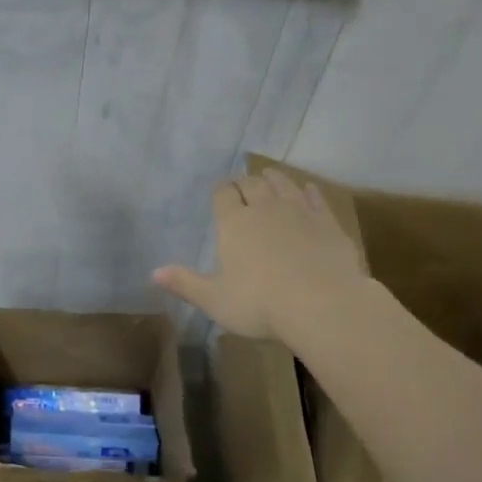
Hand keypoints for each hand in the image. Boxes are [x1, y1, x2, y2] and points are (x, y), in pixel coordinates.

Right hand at [152, 169, 369, 340]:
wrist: (324, 305)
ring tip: (269, 176)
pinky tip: (308, 190)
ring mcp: (299, 212)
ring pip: (283, 184)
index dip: (221, 190)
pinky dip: (308, 191)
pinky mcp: (328, 222)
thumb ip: (185, 284)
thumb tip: (153, 273)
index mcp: (234, 223)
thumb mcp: (215, 300)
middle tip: (243, 185)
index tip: (221, 191)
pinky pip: (316, 198)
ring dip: (274, 179)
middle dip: (245, 182)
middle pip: (253, 184)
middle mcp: (265, 208)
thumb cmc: (260, 304)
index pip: (224, 194)